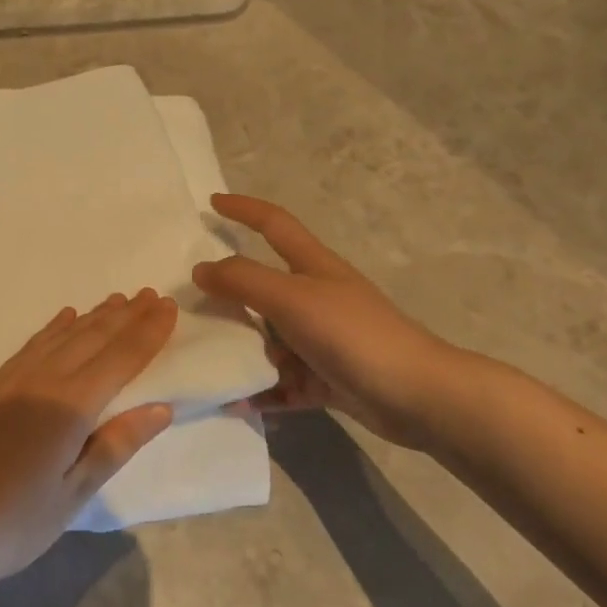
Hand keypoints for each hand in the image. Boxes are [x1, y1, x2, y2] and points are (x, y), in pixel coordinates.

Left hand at [0, 290, 178, 592]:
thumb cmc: (10, 524)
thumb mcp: (72, 495)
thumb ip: (116, 445)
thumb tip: (161, 407)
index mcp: (70, 407)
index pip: (120, 359)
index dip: (147, 333)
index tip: (169, 307)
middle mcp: (43, 381)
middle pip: (93, 338)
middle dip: (126, 316)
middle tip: (152, 295)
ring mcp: (13, 381)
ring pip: (62, 336)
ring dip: (94, 317)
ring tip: (117, 301)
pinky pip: (32, 345)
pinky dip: (54, 329)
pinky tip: (65, 319)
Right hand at [194, 194, 470, 448]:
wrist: (415, 395)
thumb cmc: (352, 334)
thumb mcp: (291, 299)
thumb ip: (244, 281)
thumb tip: (201, 269)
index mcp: (312, 267)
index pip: (273, 224)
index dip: (244, 209)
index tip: (212, 203)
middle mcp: (316, 298)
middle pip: (264, 289)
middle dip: (230, 296)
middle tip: (191, 307)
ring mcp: (322, 340)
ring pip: (270, 339)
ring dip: (242, 351)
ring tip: (208, 363)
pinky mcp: (327, 377)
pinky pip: (284, 381)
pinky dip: (262, 390)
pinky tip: (238, 402)